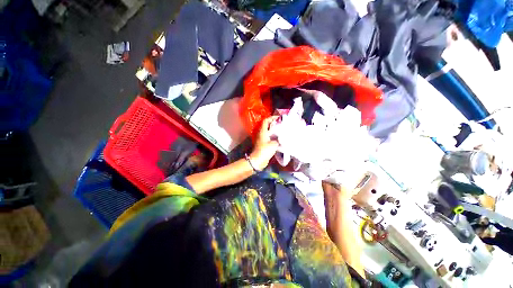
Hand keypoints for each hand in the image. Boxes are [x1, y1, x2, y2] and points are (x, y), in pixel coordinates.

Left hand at [250, 116, 279, 169]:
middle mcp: (261, 134)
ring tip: (282, 130)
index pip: (266, 121)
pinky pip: (269, 137)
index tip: (279, 118)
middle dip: (274, 124)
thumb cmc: (265, 150)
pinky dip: (274, 136)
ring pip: (268, 132)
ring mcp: (262, 139)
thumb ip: (279, 139)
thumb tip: (282, 137)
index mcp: (262, 132)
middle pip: (267, 126)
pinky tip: (280, 138)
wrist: (258, 160)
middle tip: (282, 124)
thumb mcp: (274, 144)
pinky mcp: (263, 144)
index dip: (272, 118)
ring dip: (274, 130)